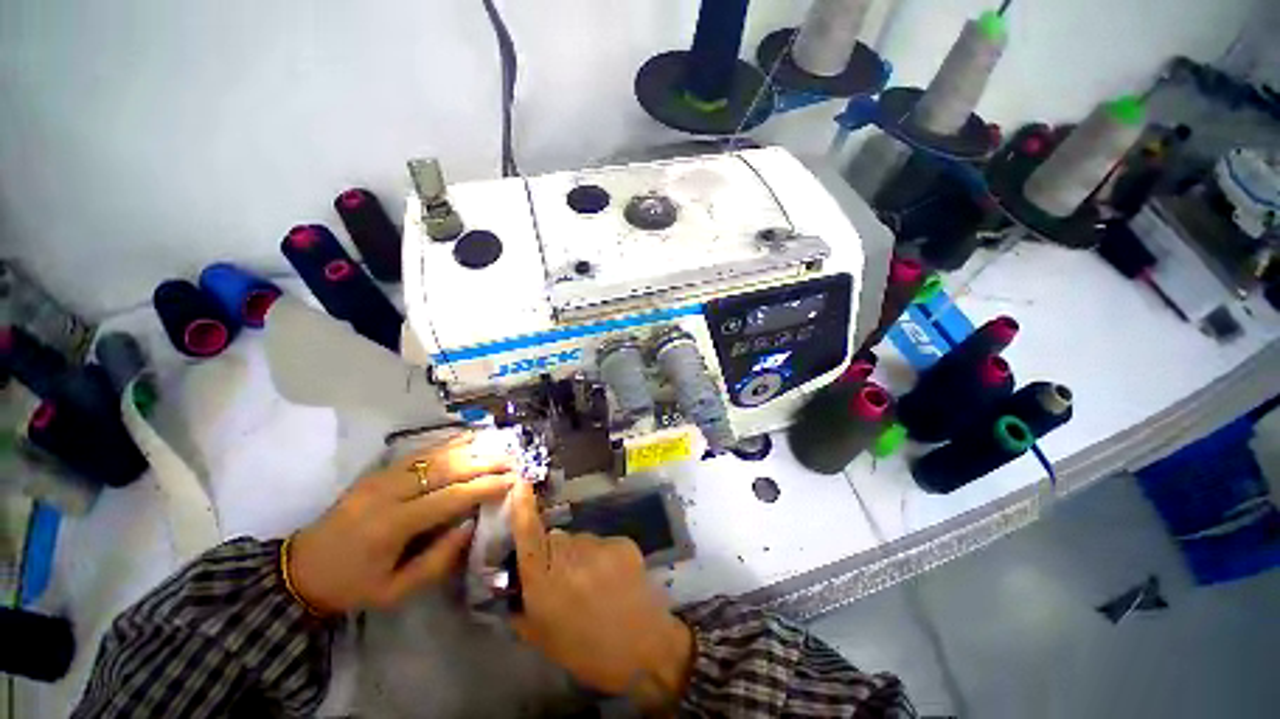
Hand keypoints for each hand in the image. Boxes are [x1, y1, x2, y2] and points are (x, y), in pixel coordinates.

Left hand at [288, 433, 516, 613]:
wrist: (300, 569)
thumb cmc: (353, 585)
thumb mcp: (395, 591)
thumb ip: (437, 561)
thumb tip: (471, 525)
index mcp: (391, 525)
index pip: (449, 497)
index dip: (484, 486)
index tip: (512, 481)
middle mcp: (388, 492)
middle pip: (446, 468)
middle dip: (484, 462)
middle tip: (513, 460)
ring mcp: (381, 476)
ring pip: (436, 454)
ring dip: (472, 448)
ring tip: (500, 447)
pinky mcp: (379, 470)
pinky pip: (422, 451)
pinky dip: (450, 442)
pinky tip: (471, 437)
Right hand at [509, 481, 693, 699]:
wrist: (643, 648)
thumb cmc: (586, 651)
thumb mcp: (541, 637)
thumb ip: (522, 605)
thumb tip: (514, 582)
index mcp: (544, 579)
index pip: (529, 533)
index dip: (523, 506)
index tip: (521, 482)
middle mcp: (570, 554)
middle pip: (555, 537)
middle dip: (554, 552)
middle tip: (565, 581)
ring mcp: (599, 545)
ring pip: (580, 540)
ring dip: (580, 556)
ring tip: (594, 585)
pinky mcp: (622, 541)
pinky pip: (603, 543)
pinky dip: (603, 556)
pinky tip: (613, 580)